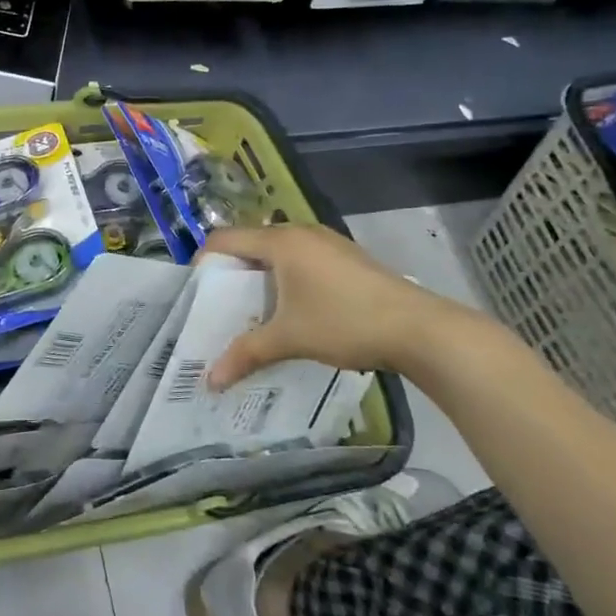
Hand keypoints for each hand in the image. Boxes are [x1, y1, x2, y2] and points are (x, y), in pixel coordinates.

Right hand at [205, 224, 484, 386]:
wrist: (419, 329)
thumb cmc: (344, 322)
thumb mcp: (289, 339)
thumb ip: (246, 354)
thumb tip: (210, 382)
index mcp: (281, 242)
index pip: (225, 239)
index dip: (204, 261)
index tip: (196, 292)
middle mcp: (302, 233)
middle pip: (251, 243)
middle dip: (233, 273)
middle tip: (221, 306)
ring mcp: (328, 243)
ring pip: (279, 252)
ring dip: (262, 277)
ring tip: (254, 311)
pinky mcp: (347, 257)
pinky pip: (302, 260)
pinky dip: (287, 279)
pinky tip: (293, 310)